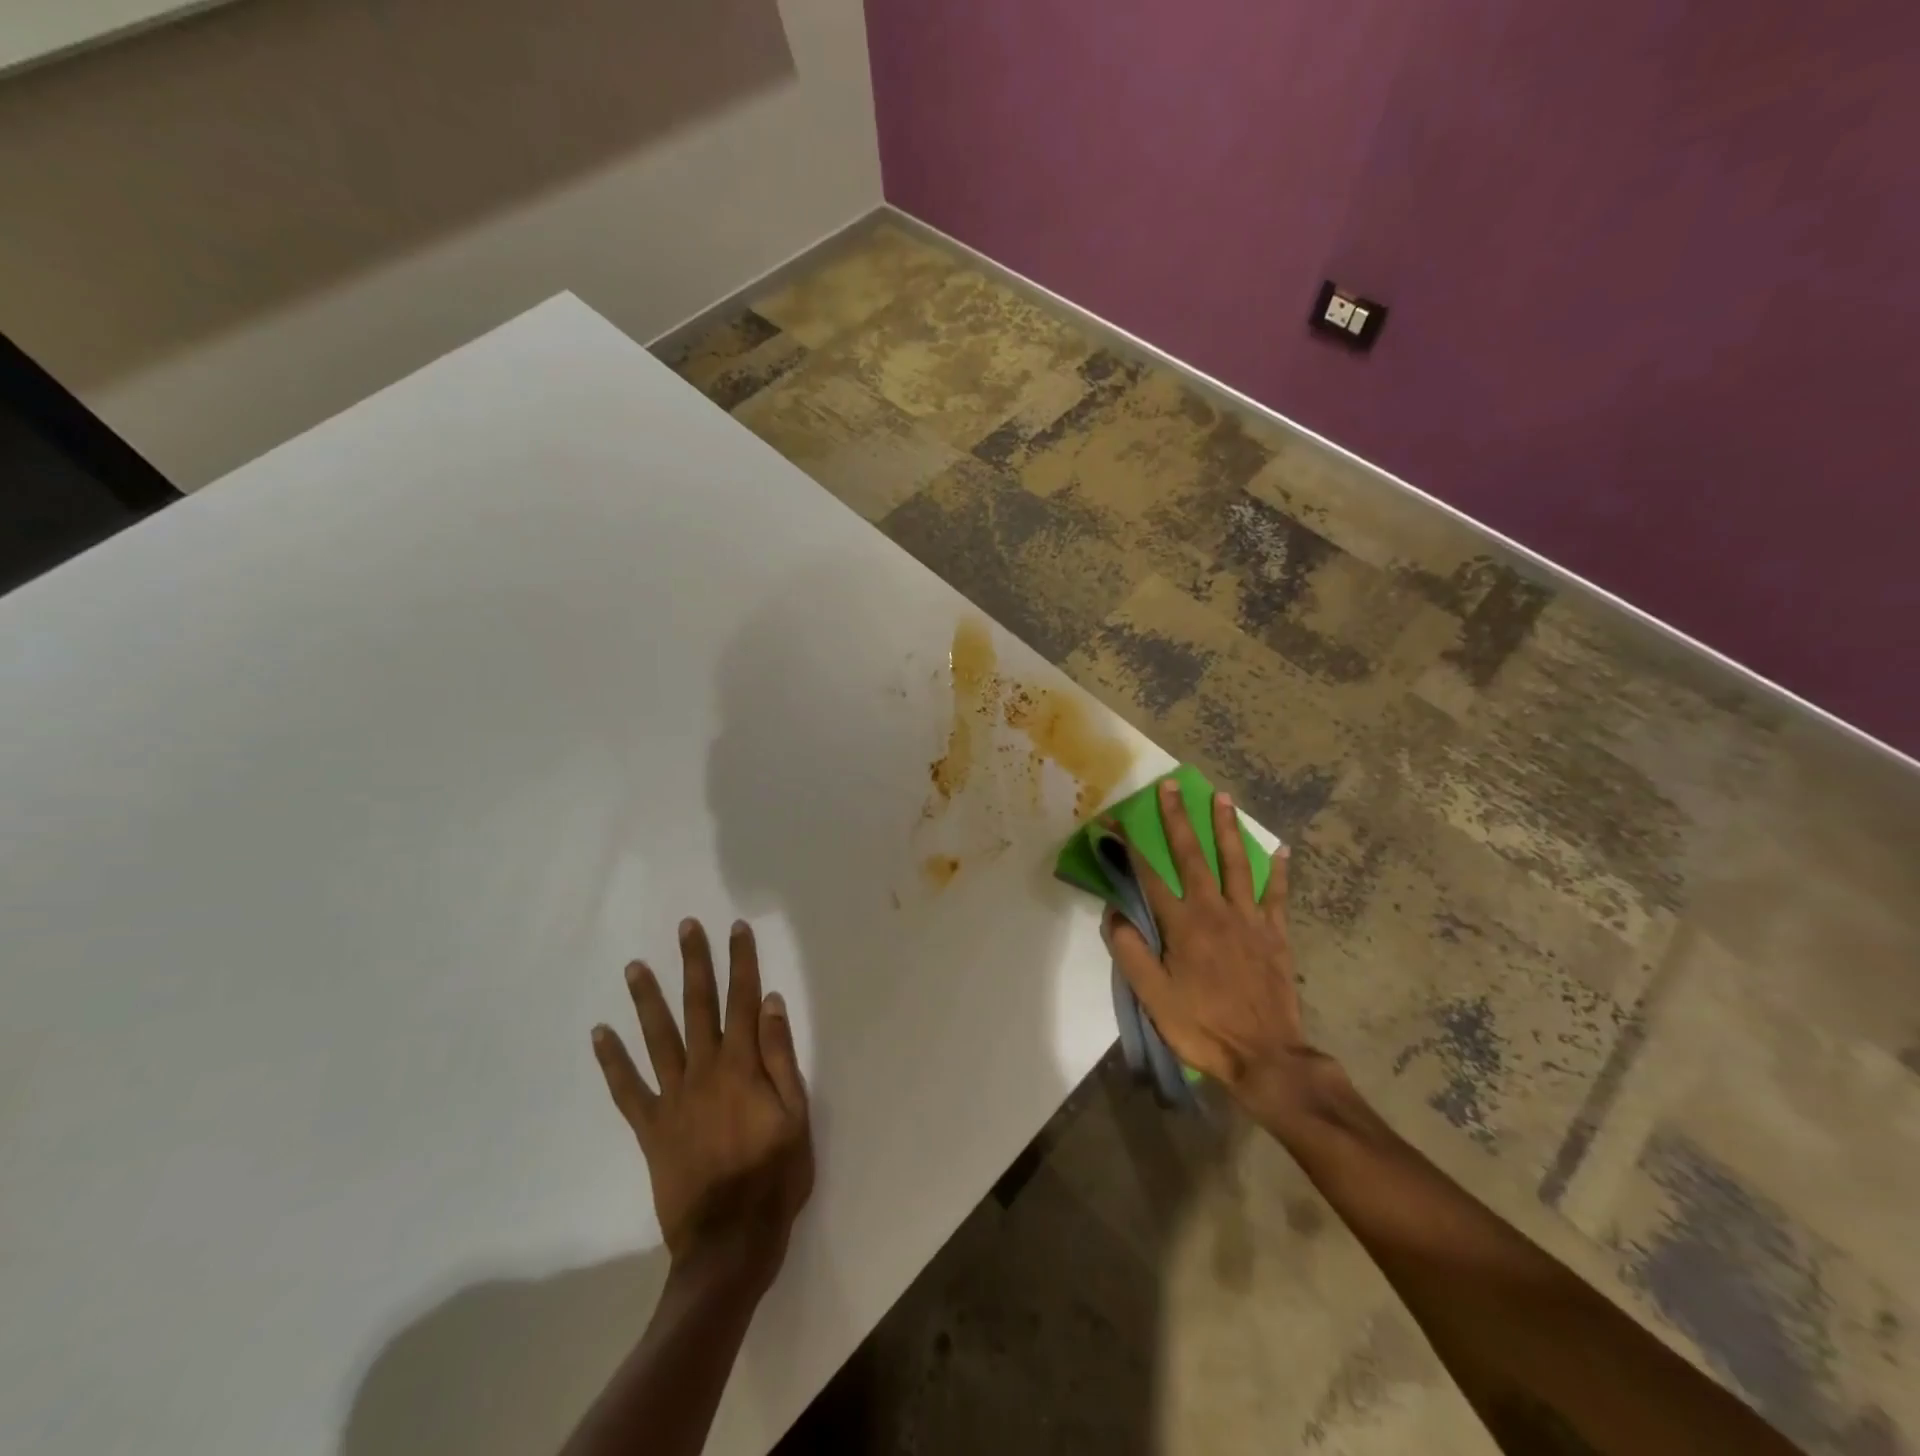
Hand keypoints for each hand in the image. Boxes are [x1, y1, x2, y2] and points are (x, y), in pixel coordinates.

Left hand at [592, 918, 813, 1286]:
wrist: (730, 1242)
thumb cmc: (775, 1176)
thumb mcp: (796, 1114)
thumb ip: (780, 1056)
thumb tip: (769, 1003)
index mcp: (742, 1066)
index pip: (743, 1000)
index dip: (741, 961)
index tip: (735, 929)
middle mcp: (704, 1071)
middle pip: (698, 1006)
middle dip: (694, 963)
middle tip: (686, 927)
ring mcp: (672, 1098)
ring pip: (658, 1038)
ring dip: (647, 999)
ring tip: (635, 966)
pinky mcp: (651, 1128)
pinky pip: (627, 1089)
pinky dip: (612, 1061)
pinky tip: (599, 1034)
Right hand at [1107, 779, 1321, 1107]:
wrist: (1265, 1056)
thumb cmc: (1203, 1027)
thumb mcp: (1153, 997)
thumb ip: (1131, 952)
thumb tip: (1115, 914)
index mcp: (1182, 924)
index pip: (1148, 875)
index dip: (1127, 846)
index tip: (1112, 821)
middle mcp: (1214, 910)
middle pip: (1192, 855)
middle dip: (1178, 819)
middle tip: (1170, 787)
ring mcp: (1249, 918)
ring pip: (1236, 863)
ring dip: (1226, 828)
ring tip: (1222, 797)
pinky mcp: (1275, 933)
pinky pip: (1277, 894)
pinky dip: (1278, 871)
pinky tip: (1281, 850)